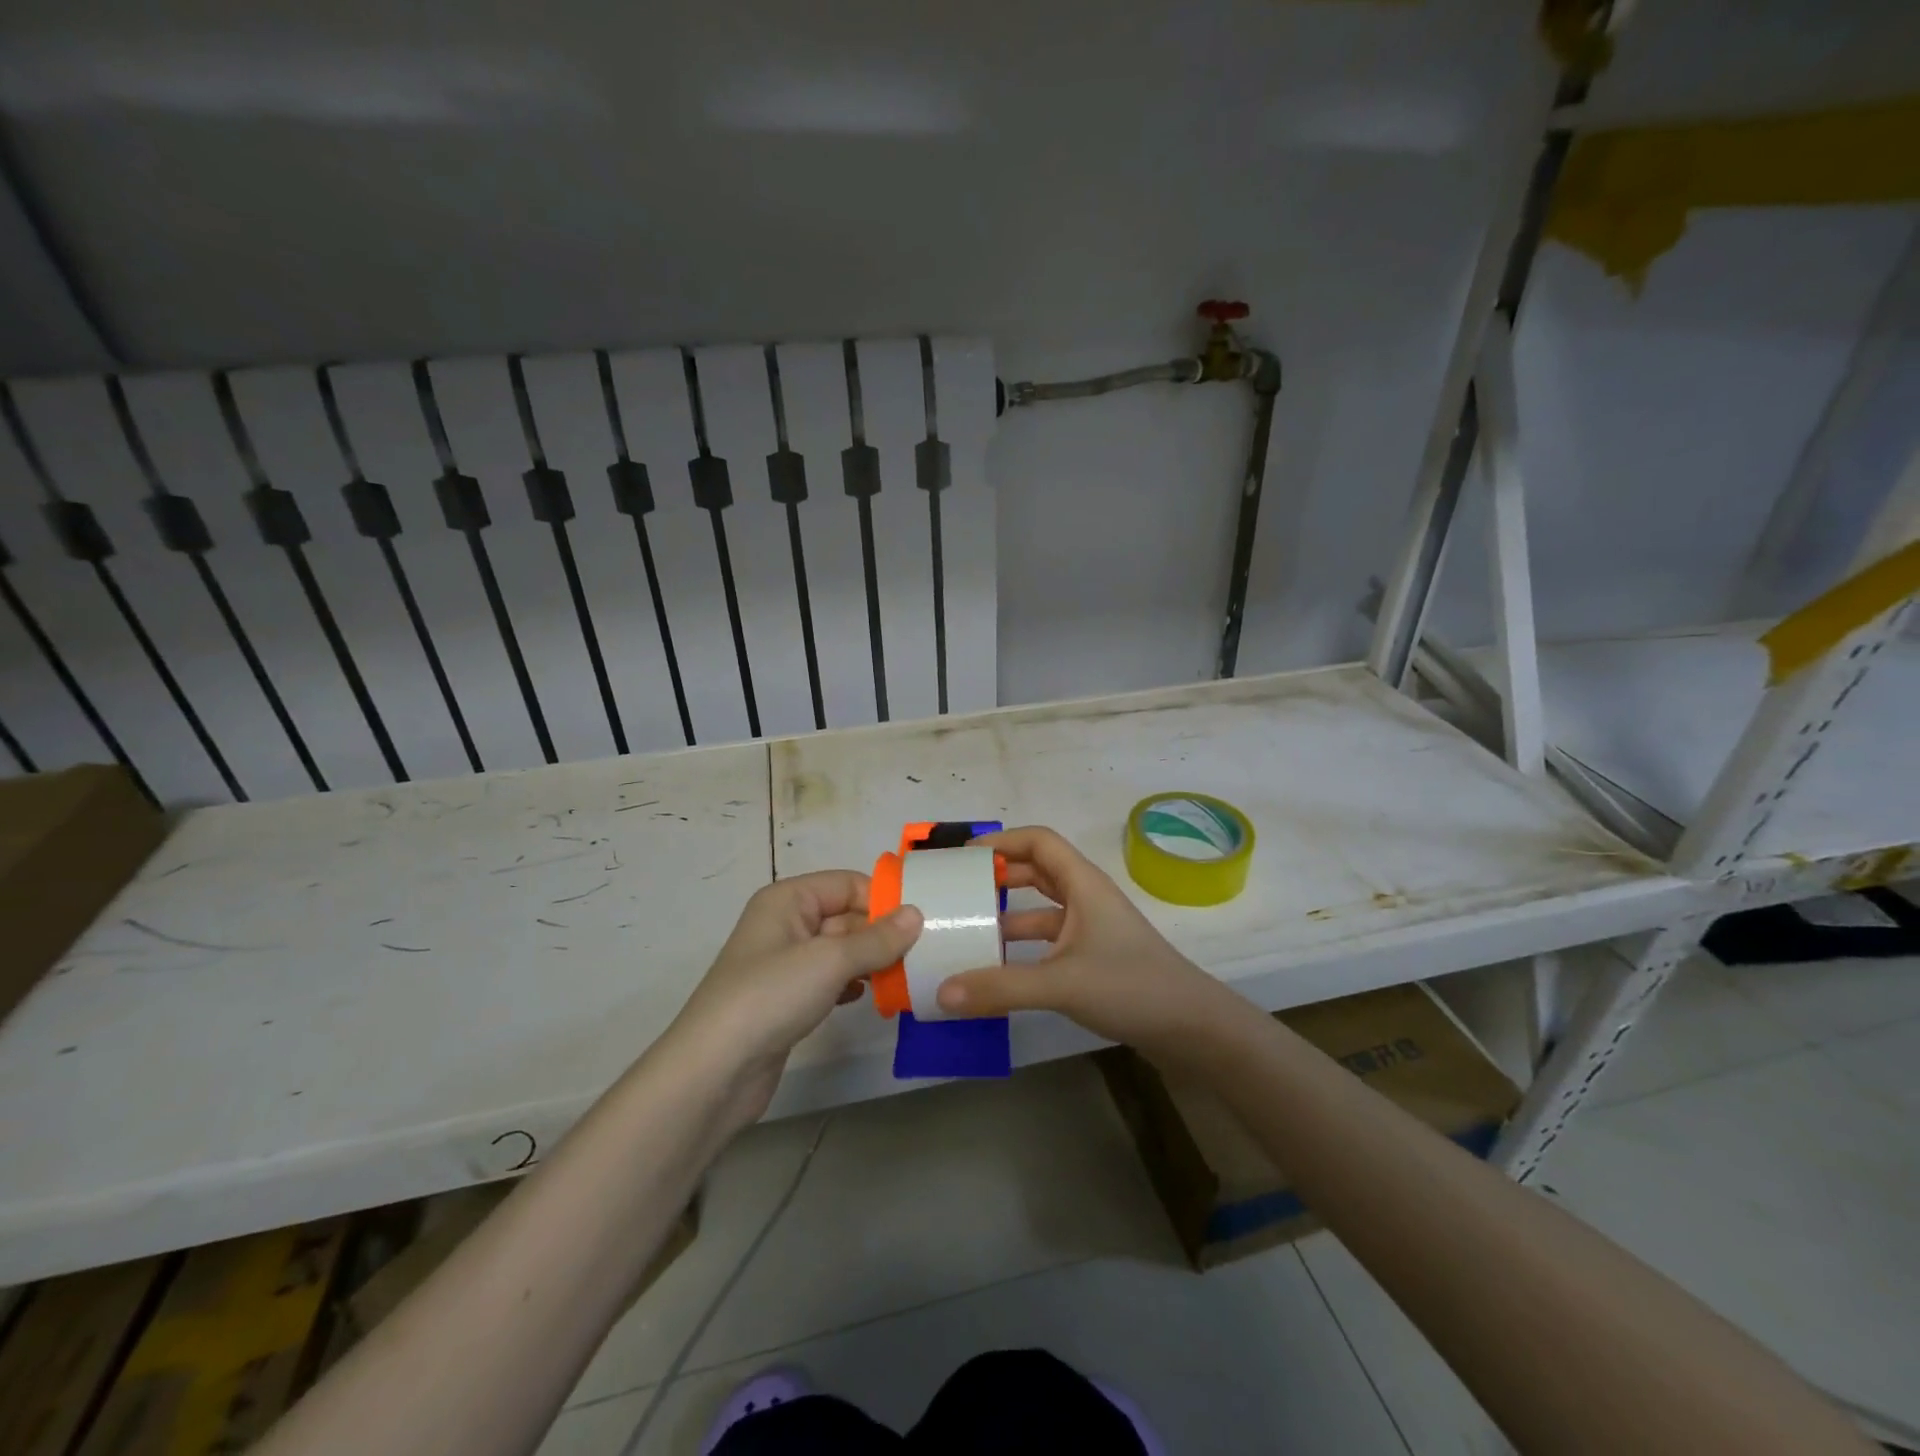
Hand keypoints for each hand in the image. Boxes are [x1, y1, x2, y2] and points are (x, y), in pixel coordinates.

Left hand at [669, 873, 921, 1125]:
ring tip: (908, 975)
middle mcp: (786, 924)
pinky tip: (876, 997)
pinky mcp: (788, 999)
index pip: (847, 883)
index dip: (883, 898)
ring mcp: (786, 964)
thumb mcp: (830, 960)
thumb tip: (917, 913)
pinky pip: (832, 980)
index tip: (924, 920)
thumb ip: (877, 938)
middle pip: (846, 916)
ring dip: (872, 961)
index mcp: (788, 900)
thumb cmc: (770, 997)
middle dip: (882, 933)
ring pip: (841, 950)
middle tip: (925, 952)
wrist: (714, 1072)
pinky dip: (855, 984)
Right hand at [935, 826, 1243, 1061]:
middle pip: (1037, 871)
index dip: (1001, 841)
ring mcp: (1091, 929)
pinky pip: (1048, 941)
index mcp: (1083, 884)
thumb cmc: (1131, 986)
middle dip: (998, 877)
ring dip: (1007, 916)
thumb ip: (1001, 987)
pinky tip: (997, 970)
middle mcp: (1086, 899)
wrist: (1193, 1028)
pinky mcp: (1093, 959)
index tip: (963, 858)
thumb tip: (942, 992)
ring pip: (1041, 910)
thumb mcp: (1061, 983)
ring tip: (967, 931)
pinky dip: (1022, 949)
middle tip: (958, 891)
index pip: (1039, 841)